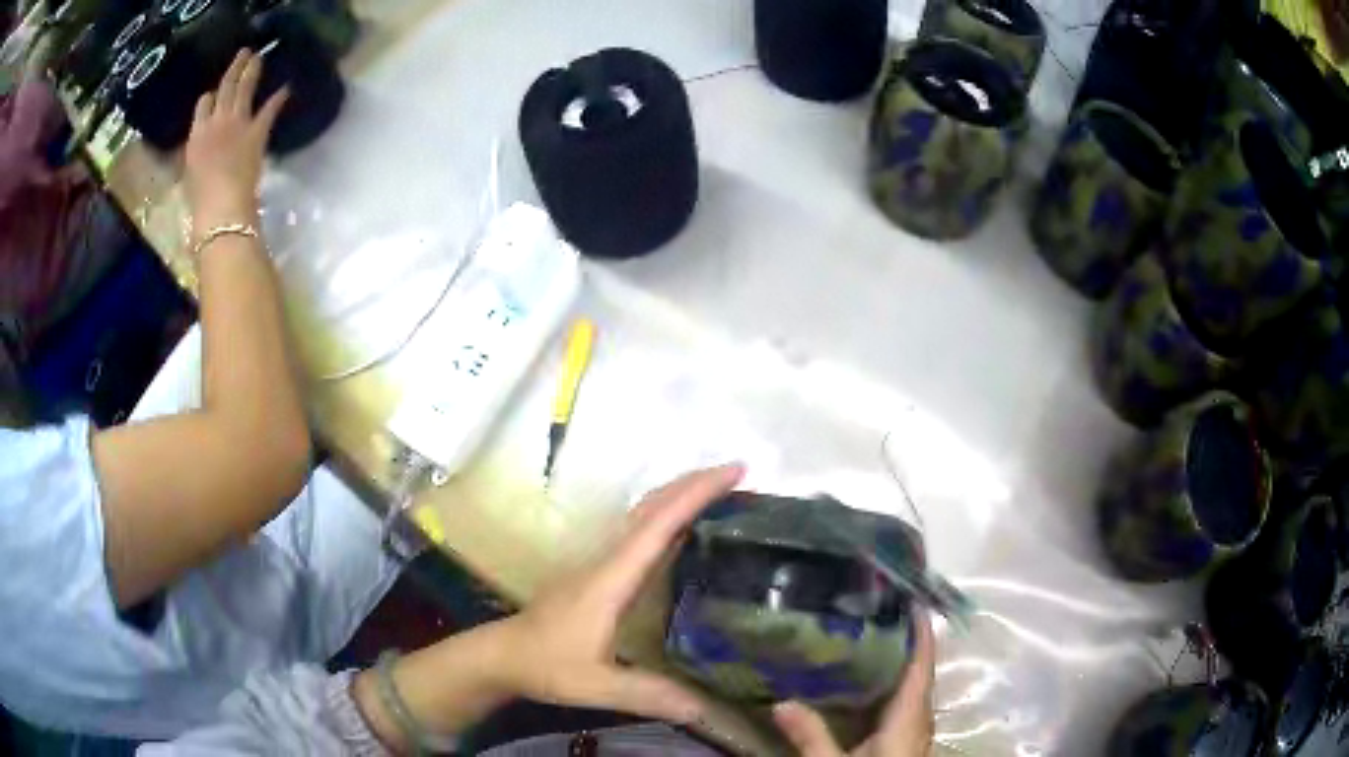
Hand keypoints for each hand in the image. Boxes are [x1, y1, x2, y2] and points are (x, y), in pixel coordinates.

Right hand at [184, 49, 287, 235]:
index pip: (203, 104)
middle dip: (235, 68)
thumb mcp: (189, 174)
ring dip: (252, 70)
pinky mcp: (257, 131)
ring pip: (244, 88)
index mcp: (196, 135)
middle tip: (244, 52)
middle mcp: (216, 121)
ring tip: (258, 57)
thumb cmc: (200, 201)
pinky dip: (279, 98)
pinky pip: (269, 109)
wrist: (221, 207)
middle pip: (225, 87)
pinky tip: (286, 88)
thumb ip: (196, 155)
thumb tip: (200, 150)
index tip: (215, 91)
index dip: (210, 96)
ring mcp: (237, 123)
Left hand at [491, 464, 746, 723]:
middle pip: (651, 507)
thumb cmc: (547, 665)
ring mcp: (600, 562)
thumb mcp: (597, 687)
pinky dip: (665, 516)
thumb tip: (708, 709)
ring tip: (719, 491)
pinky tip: (682, 530)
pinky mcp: (597, 572)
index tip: (734, 472)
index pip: (658, 526)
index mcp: (611, 578)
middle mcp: (607, 560)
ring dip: (678, 494)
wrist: (503, 655)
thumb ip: (649, 695)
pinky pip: (637, 531)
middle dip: (693, 483)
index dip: (695, 495)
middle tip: (738, 473)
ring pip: (642, 514)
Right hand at [773, 615, 935, 756]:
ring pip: (917, 687)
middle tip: (883, 609)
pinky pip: (909, 701)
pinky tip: (875, 682)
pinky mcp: (908, 740)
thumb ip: (811, 736)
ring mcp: (917, 731)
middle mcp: (920, 719)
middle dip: (911, 641)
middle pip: (922, 673)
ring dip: (906, 661)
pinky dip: (898, 682)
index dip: (922, 633)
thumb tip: (781, 701)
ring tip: (878, 635)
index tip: (914, 599)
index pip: (921, 667)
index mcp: (908, 719)